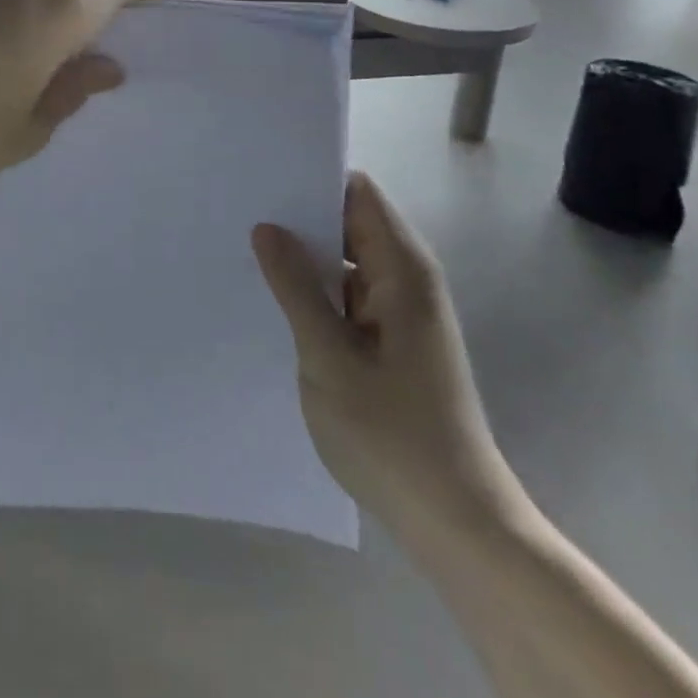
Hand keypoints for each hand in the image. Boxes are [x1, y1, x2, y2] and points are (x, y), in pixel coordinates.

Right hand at [254, 174, 526, 545]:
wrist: (456, 522)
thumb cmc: (391, 435)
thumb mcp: (328, 357)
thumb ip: (296, 287)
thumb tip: (267, 227)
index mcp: (403, 270)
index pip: (358, 193)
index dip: (314, 177)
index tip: (263, 175)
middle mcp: (408, 278)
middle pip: (351, 220)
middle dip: (301, 213)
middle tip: (241, 208)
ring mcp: (401, 309)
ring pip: (347, 257)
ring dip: (306, 252)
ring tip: (246, 244)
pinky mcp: (393, 337)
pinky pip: (350, 291)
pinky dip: (317, 286)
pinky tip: (275, 294)